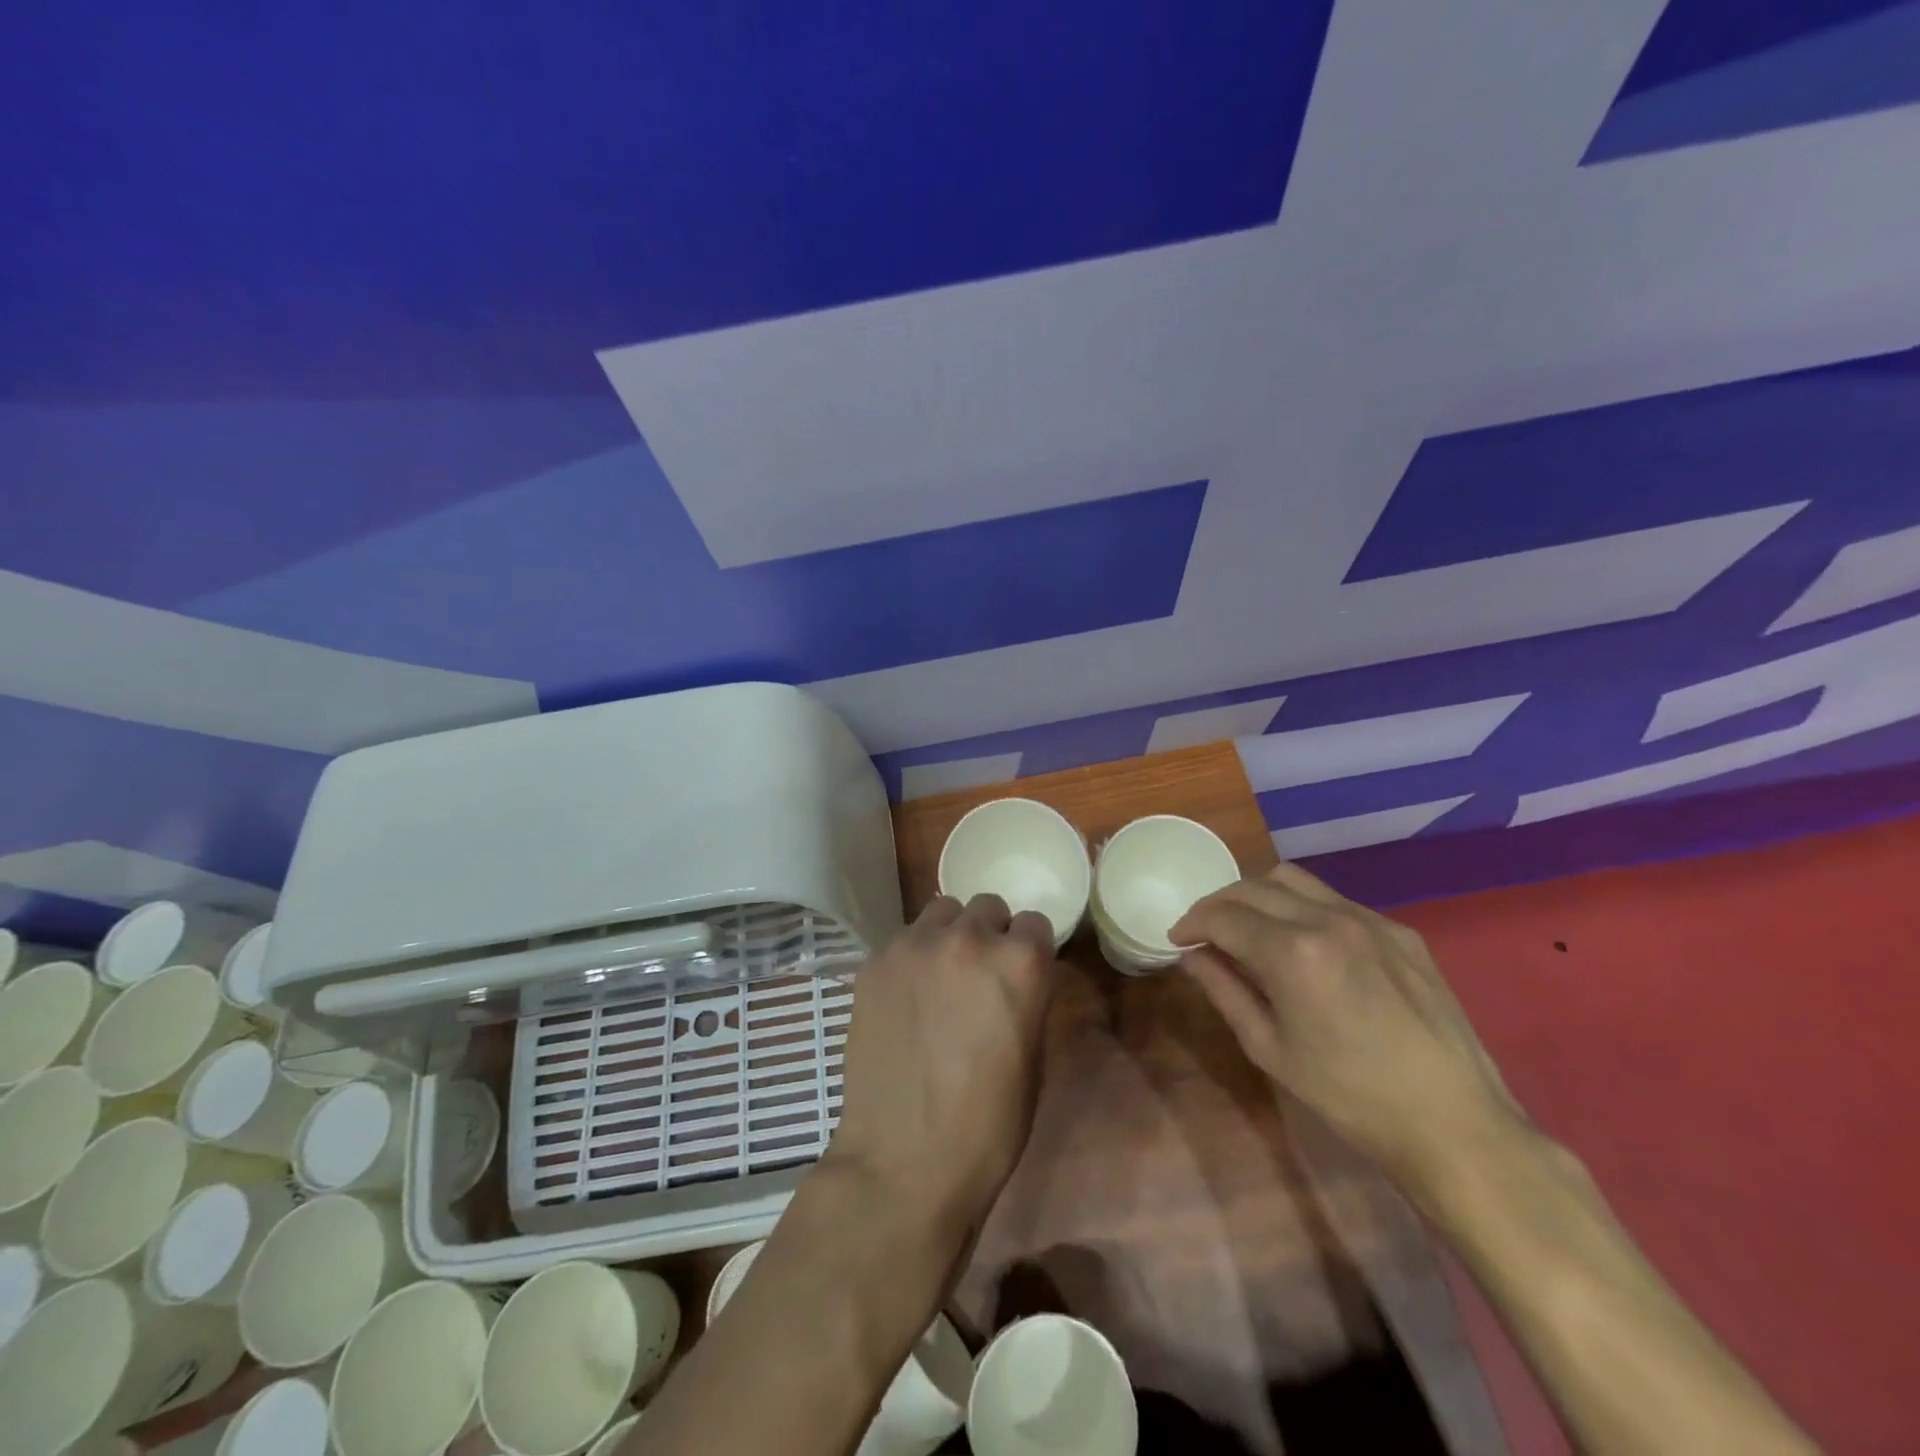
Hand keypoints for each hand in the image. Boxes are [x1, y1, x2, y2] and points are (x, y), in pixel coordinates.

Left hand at [825, 894, 1056, 1245]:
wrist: (904, 1161)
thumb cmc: (988, 1125)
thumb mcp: (1032, 1057)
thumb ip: (1025, 996)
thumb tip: (1013, 977)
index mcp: (1020, 963)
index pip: (1034, 921)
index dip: (1029, 948)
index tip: (1020, 973)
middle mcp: (968, 939)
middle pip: (986, 906)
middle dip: (989, 934)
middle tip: (978, 975)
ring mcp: (915, 946)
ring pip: (941, 912)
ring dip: (949, 935)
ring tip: (939, 978)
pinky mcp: (875, 962)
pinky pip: (903, 940)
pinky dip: (911, 959)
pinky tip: (905, 999)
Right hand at [1172, 863, 1516, 1190]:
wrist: (1453, 1123)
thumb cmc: (1349, 1096)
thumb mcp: (1270, 1048)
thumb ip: (1224, 991)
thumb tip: (1192, 957)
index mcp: (1292, 952)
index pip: (1223, 917)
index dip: (1192, 923)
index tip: (1177, 938)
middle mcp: (1328, 920)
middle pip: (1253, 887)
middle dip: (1219, 904)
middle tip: (1205, 931)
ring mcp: (1369, 920)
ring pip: (1294, 880)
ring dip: (1259, 895)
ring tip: (1250, 927)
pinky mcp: (1400, 931)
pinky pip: (1336, 900)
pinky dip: (1304, 909)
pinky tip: (1306, 944)